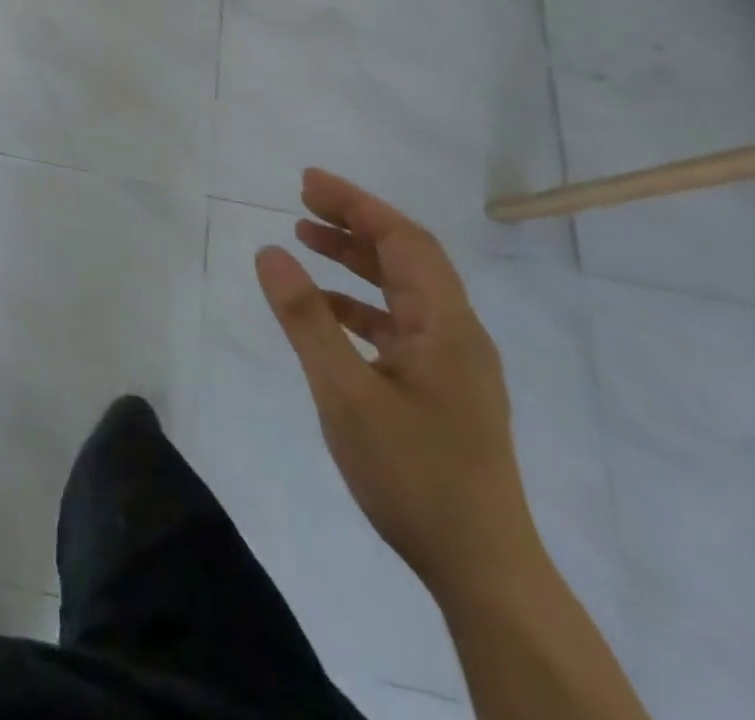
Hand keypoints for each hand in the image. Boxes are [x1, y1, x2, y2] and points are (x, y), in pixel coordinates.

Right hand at [255, 168, 541, 598]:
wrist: (483, 572)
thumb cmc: (414, 476)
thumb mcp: (346, 393)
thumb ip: (306, 318)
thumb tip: (271, 252)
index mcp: (446, 325)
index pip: (404, 239)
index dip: (356, 204)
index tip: (307, 182)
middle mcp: (456, 333)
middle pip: (406, 257)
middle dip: (354, 223)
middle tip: (301, 201)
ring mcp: (452, 363)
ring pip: (402, 290)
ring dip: (355, 260)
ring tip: (305, 239)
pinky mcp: (442, 389)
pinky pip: (398, 325)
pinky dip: (359, 305)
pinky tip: (325, 312)